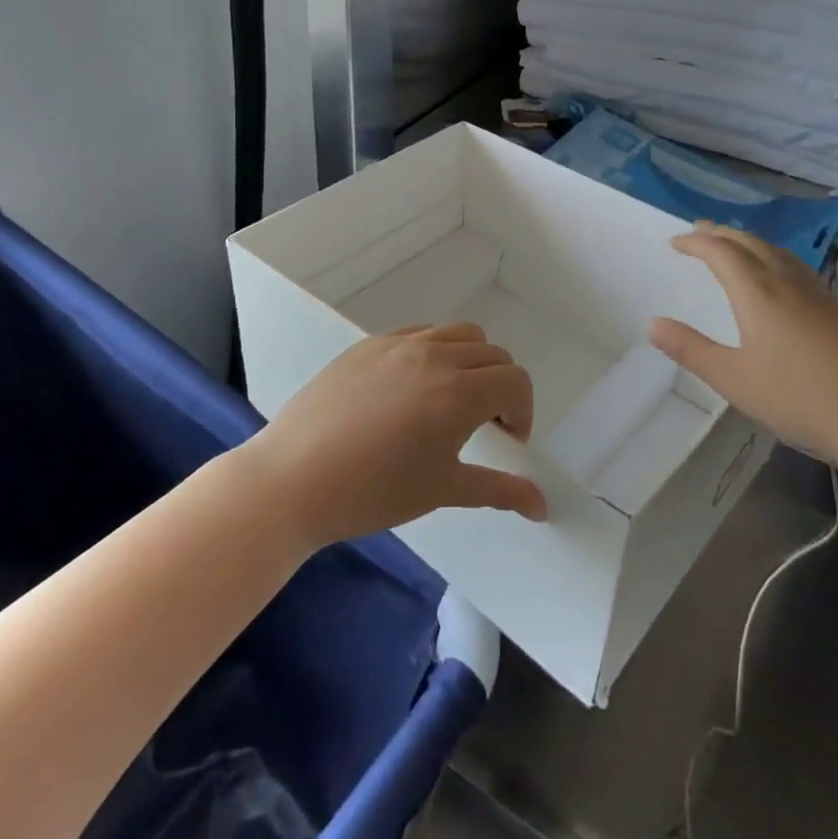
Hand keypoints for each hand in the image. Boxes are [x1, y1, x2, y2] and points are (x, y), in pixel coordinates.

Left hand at [241, 323, 548, 550]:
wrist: (295, 478)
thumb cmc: (374, 492)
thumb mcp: (443, 490)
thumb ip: (499, 490)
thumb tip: (542, 505)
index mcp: (459, 392)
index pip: (515, 381)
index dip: (522, 412)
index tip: (506, 442)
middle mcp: (435, 355)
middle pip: (492, 354)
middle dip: (500, 387)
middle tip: (482, 426)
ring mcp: (400, 344)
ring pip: (458, 334)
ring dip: (470, 361)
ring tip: (449, 399)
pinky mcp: (370, 344)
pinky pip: (419, 333)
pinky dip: (434, 351)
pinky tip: (411, 388)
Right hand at [649, 223, 837, 468]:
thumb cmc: (802, 400)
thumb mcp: (734, 380)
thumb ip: (692, 350)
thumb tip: (653, 324)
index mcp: (758, 293)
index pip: (721, 252)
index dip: (696, 242)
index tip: (675, 242)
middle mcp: (788, 283)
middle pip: (751, 244)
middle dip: (721, 234)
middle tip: (698, 231)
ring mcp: (819, 295)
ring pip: (777, 252)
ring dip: (749, 242)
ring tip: (733, 245)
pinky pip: (796, 267)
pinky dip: (772, 258)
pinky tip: (778, 278)